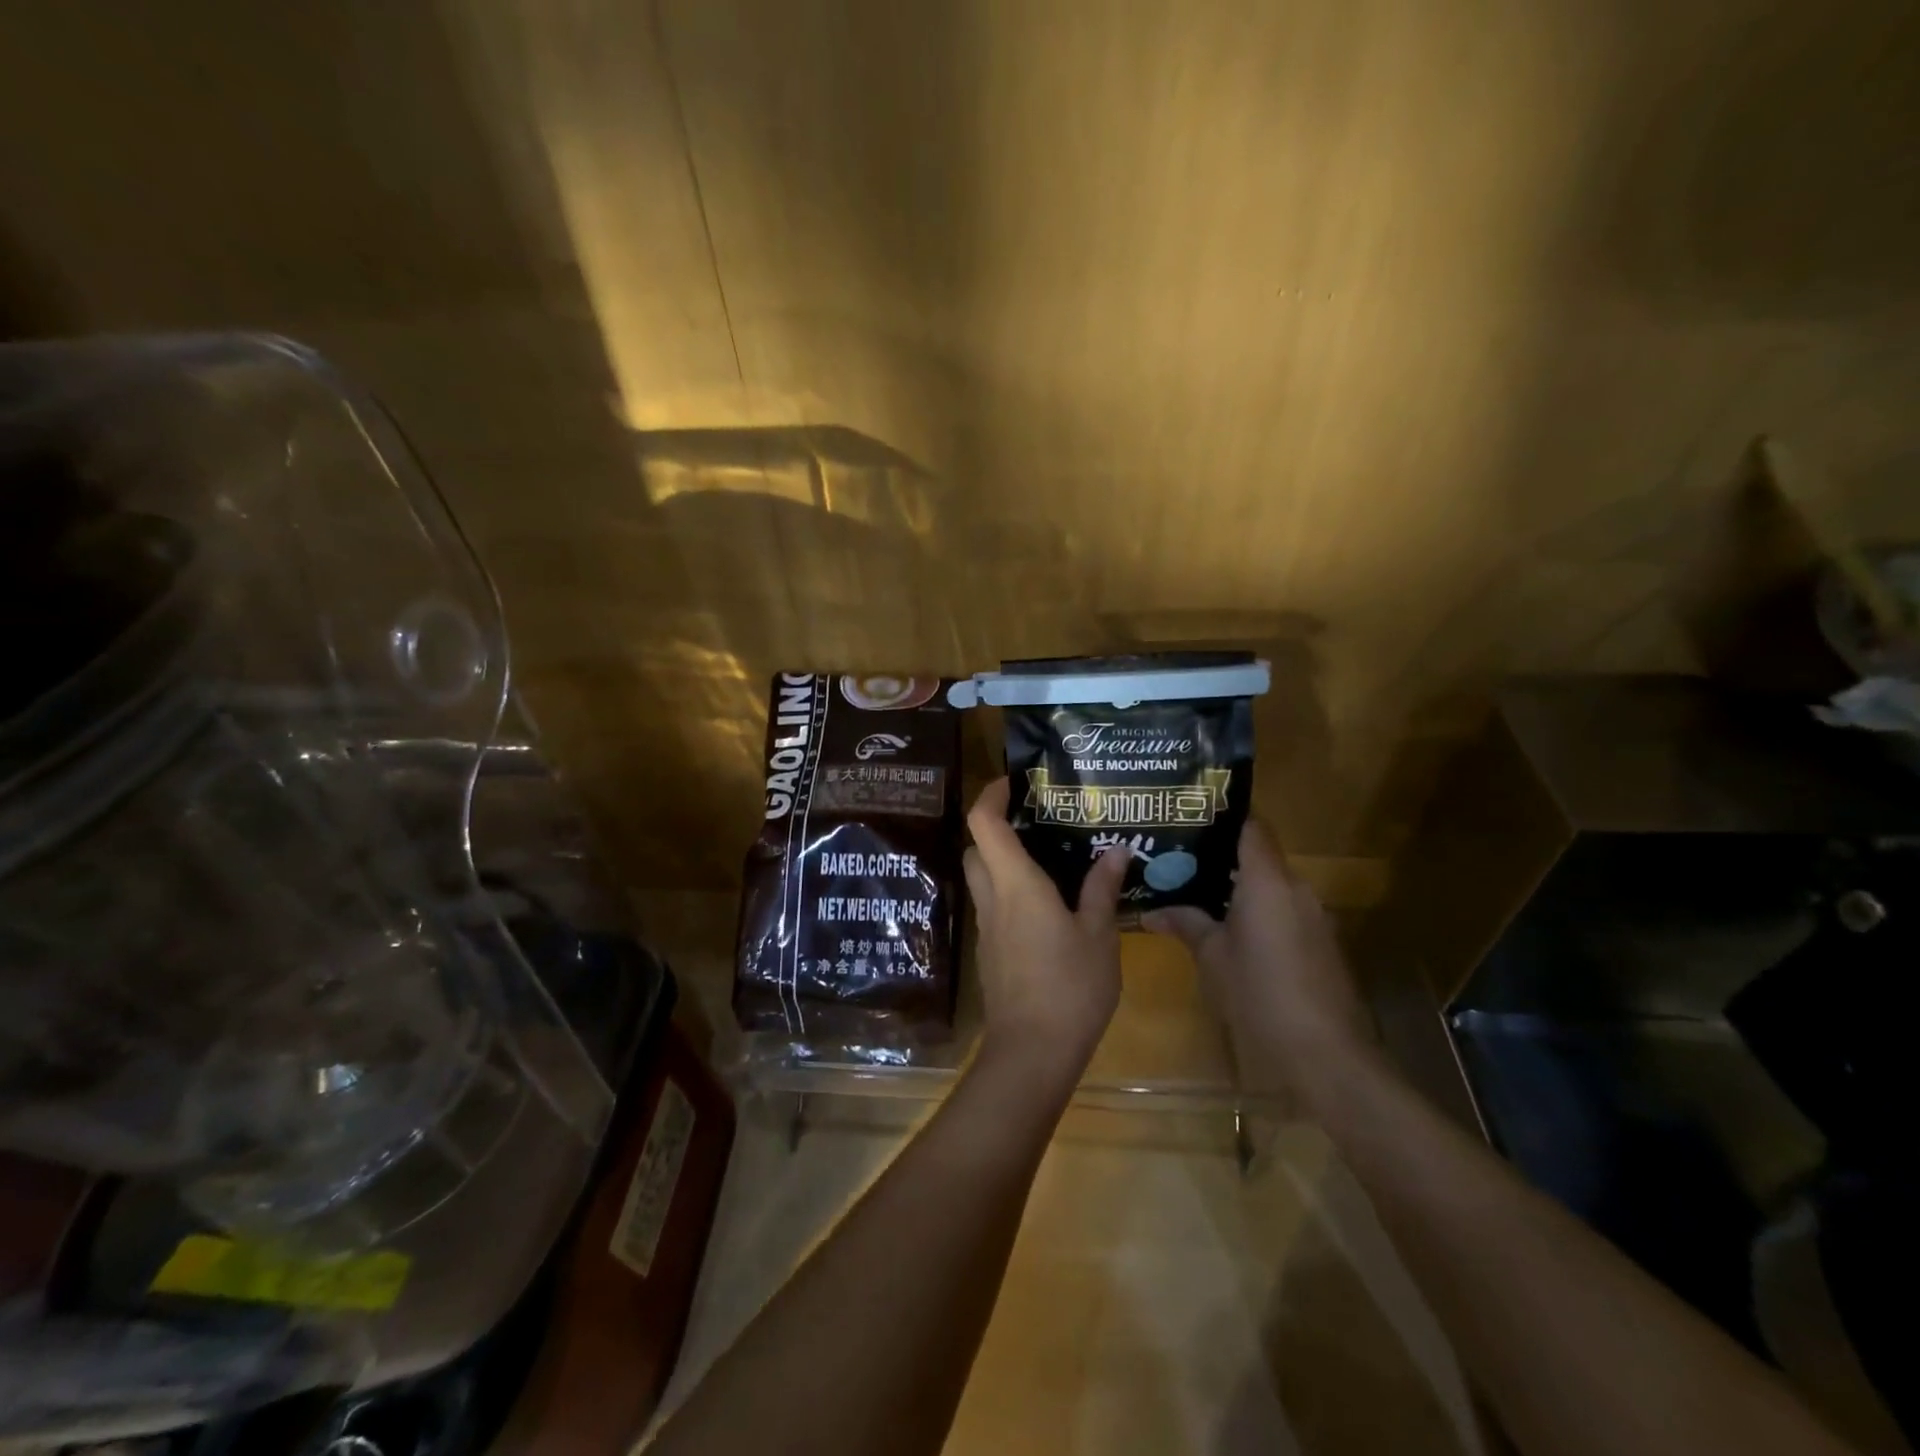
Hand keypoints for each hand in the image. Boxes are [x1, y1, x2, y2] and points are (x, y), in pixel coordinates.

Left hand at [962, 777, 1129, 1096]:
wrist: (1032, 1053)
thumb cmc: (1070, 987)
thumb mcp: (1099, 936)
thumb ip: (1102, 890)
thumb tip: (1115, 850)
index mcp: (1016, 884)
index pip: (984, 823)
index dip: (991, 794)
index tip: (1014, 782)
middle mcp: (993, 899)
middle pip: (976, 848)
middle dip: (996, 828)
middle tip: (1037, 823)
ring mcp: (987, 928)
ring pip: (983, 879)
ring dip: (1003, 862)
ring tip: (1049, 860)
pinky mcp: (990, 953)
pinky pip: (994, 908)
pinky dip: (1010, 894)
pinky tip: (1047, 907)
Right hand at [1143, 819, 1372, 1109]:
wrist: (1326, 1056)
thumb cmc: (1259, 995)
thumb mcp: (1212, 958)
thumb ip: (1186, 924)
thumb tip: (1152, 911)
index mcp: (1267, 881)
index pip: (1251, 827)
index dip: (1223, 817)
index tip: (1190, 817)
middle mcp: (1296, 889)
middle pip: (1259, 857)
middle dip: (1221, 858)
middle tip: (1180, 861)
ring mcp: (1314, 918)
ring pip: (1272, 888)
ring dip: (1240, 890)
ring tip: (1198, 895)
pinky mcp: (1322, 945)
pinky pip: (1284, 913)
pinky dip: (1259, 914)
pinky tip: (1232, 933)